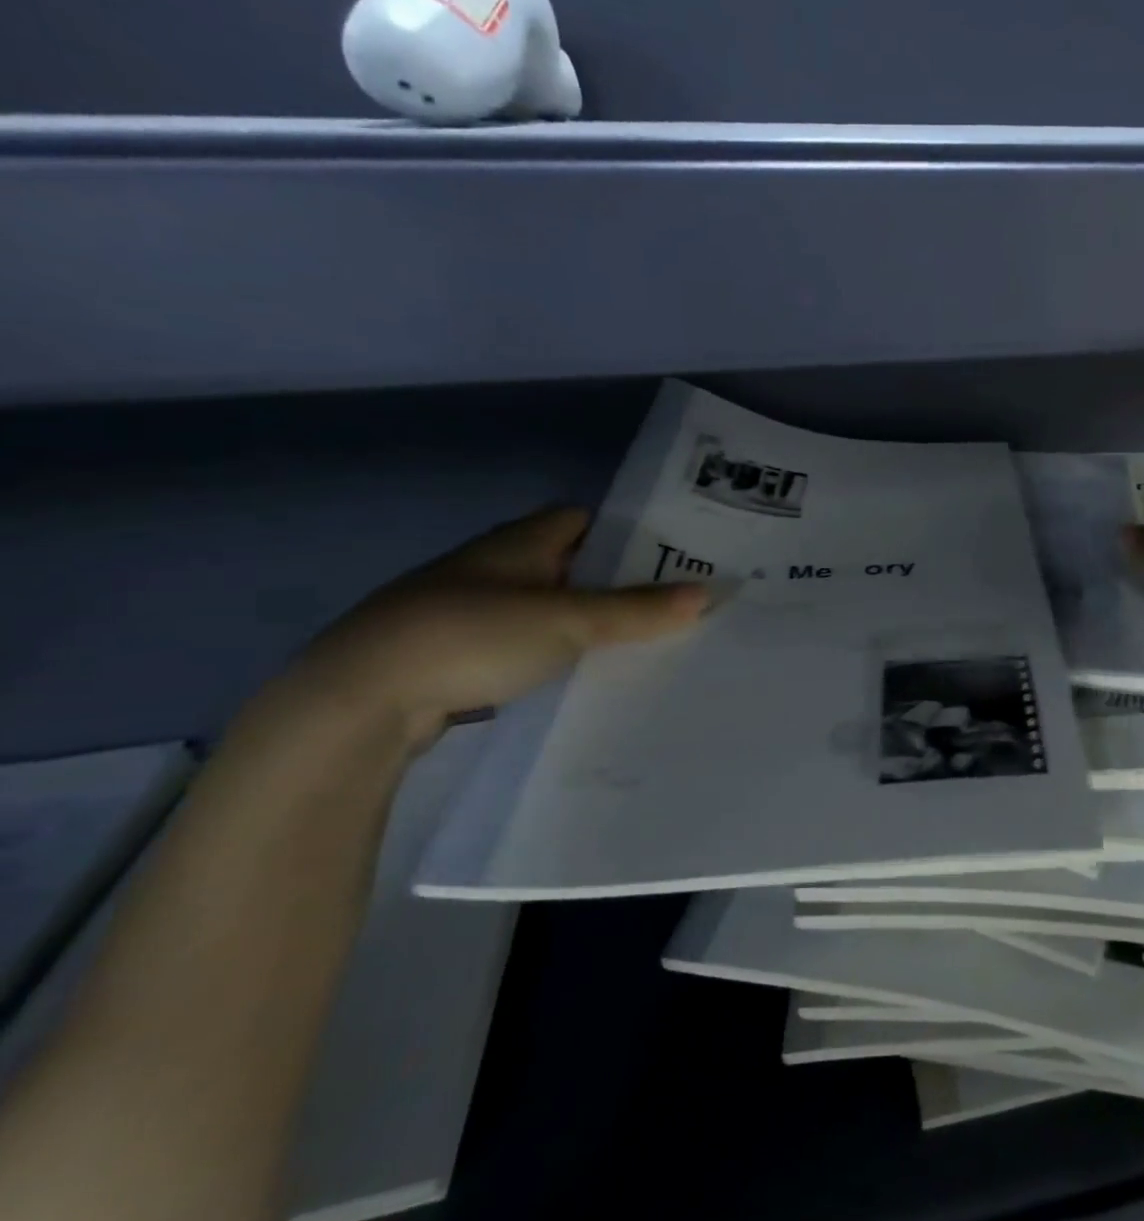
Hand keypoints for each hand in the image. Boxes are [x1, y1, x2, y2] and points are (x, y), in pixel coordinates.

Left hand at [287, 507, 706, 739]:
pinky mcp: (457, 654)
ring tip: (642, 643)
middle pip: (572, 565)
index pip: (585, 519)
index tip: (675, 554)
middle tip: (674, 604)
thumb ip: (637, 609)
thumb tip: (708, 593)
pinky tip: (581, 677)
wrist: (359, 700)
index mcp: (521, 542)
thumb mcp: (567, 621)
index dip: (628, 531)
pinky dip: (553, 654)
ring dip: (586, 622)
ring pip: (547, 608)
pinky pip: (524, 644)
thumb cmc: (471, 635)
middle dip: (618, 582)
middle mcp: (496, 567)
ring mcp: (471, 611)